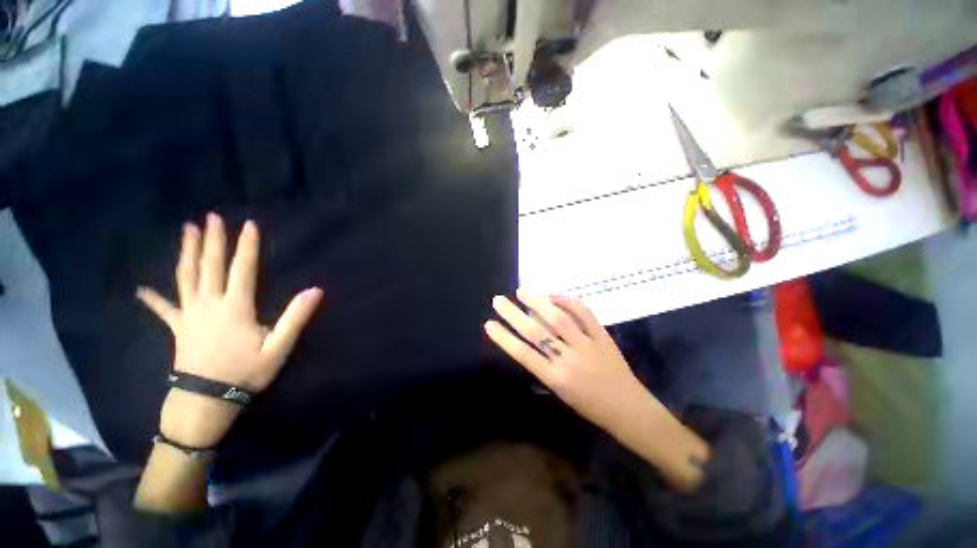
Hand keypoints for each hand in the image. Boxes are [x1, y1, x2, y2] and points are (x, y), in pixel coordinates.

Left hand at [138, 214, 322, 446]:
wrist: (205, 401)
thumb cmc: (245, 373)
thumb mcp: (278, 347)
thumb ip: (295, 317)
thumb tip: (315, 290)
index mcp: (235, 307)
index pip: (242, 269)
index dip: (246, 246)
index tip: (248, 224)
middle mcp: (209, 304)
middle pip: (209, 266)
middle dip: (212, 240)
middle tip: (210, 217)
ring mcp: (189, 315)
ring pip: (185, 277)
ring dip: (187, 252)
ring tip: (186, 231)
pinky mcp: (178, 328)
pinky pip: (163, 310)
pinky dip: (152, 298)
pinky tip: (142, 290)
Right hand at [485, 290, 709, 490]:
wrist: (629, 410)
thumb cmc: (590, 406)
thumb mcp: (561, 392)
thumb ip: (544, 366)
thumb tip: (531, 338)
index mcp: (556, 379)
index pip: (523, 354)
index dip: (504, 338)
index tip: (489, 323)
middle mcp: (569, 360)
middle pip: (536, 333)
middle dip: (514, 315)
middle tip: (499, 300)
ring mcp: (587, 346)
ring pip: (559, 319)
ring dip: (538, 302)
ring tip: (521, 291)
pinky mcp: (603, 337)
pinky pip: (585, 314)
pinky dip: (568, 301)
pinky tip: (554, 295)